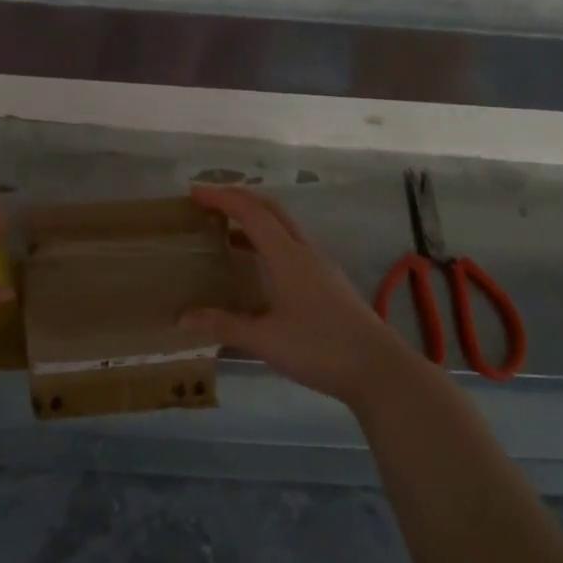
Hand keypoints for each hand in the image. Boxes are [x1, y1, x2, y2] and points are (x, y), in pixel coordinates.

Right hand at [180, 185, 415, 406]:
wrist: (380, 370)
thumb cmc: (320, 348)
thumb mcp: (266, 340)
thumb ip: (224, 325)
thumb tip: (182, 318)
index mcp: (288, 256)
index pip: (251, 212)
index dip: (221, 198)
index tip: (194, 192)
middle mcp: (305, 251)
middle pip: (271, 209)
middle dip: (239, 199)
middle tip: (209, 202)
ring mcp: (321, 266)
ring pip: (284, 228)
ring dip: (255, 221)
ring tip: (226, 232)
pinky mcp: (329, 283)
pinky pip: (292, 247)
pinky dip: (269, 242)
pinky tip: (258, 267)